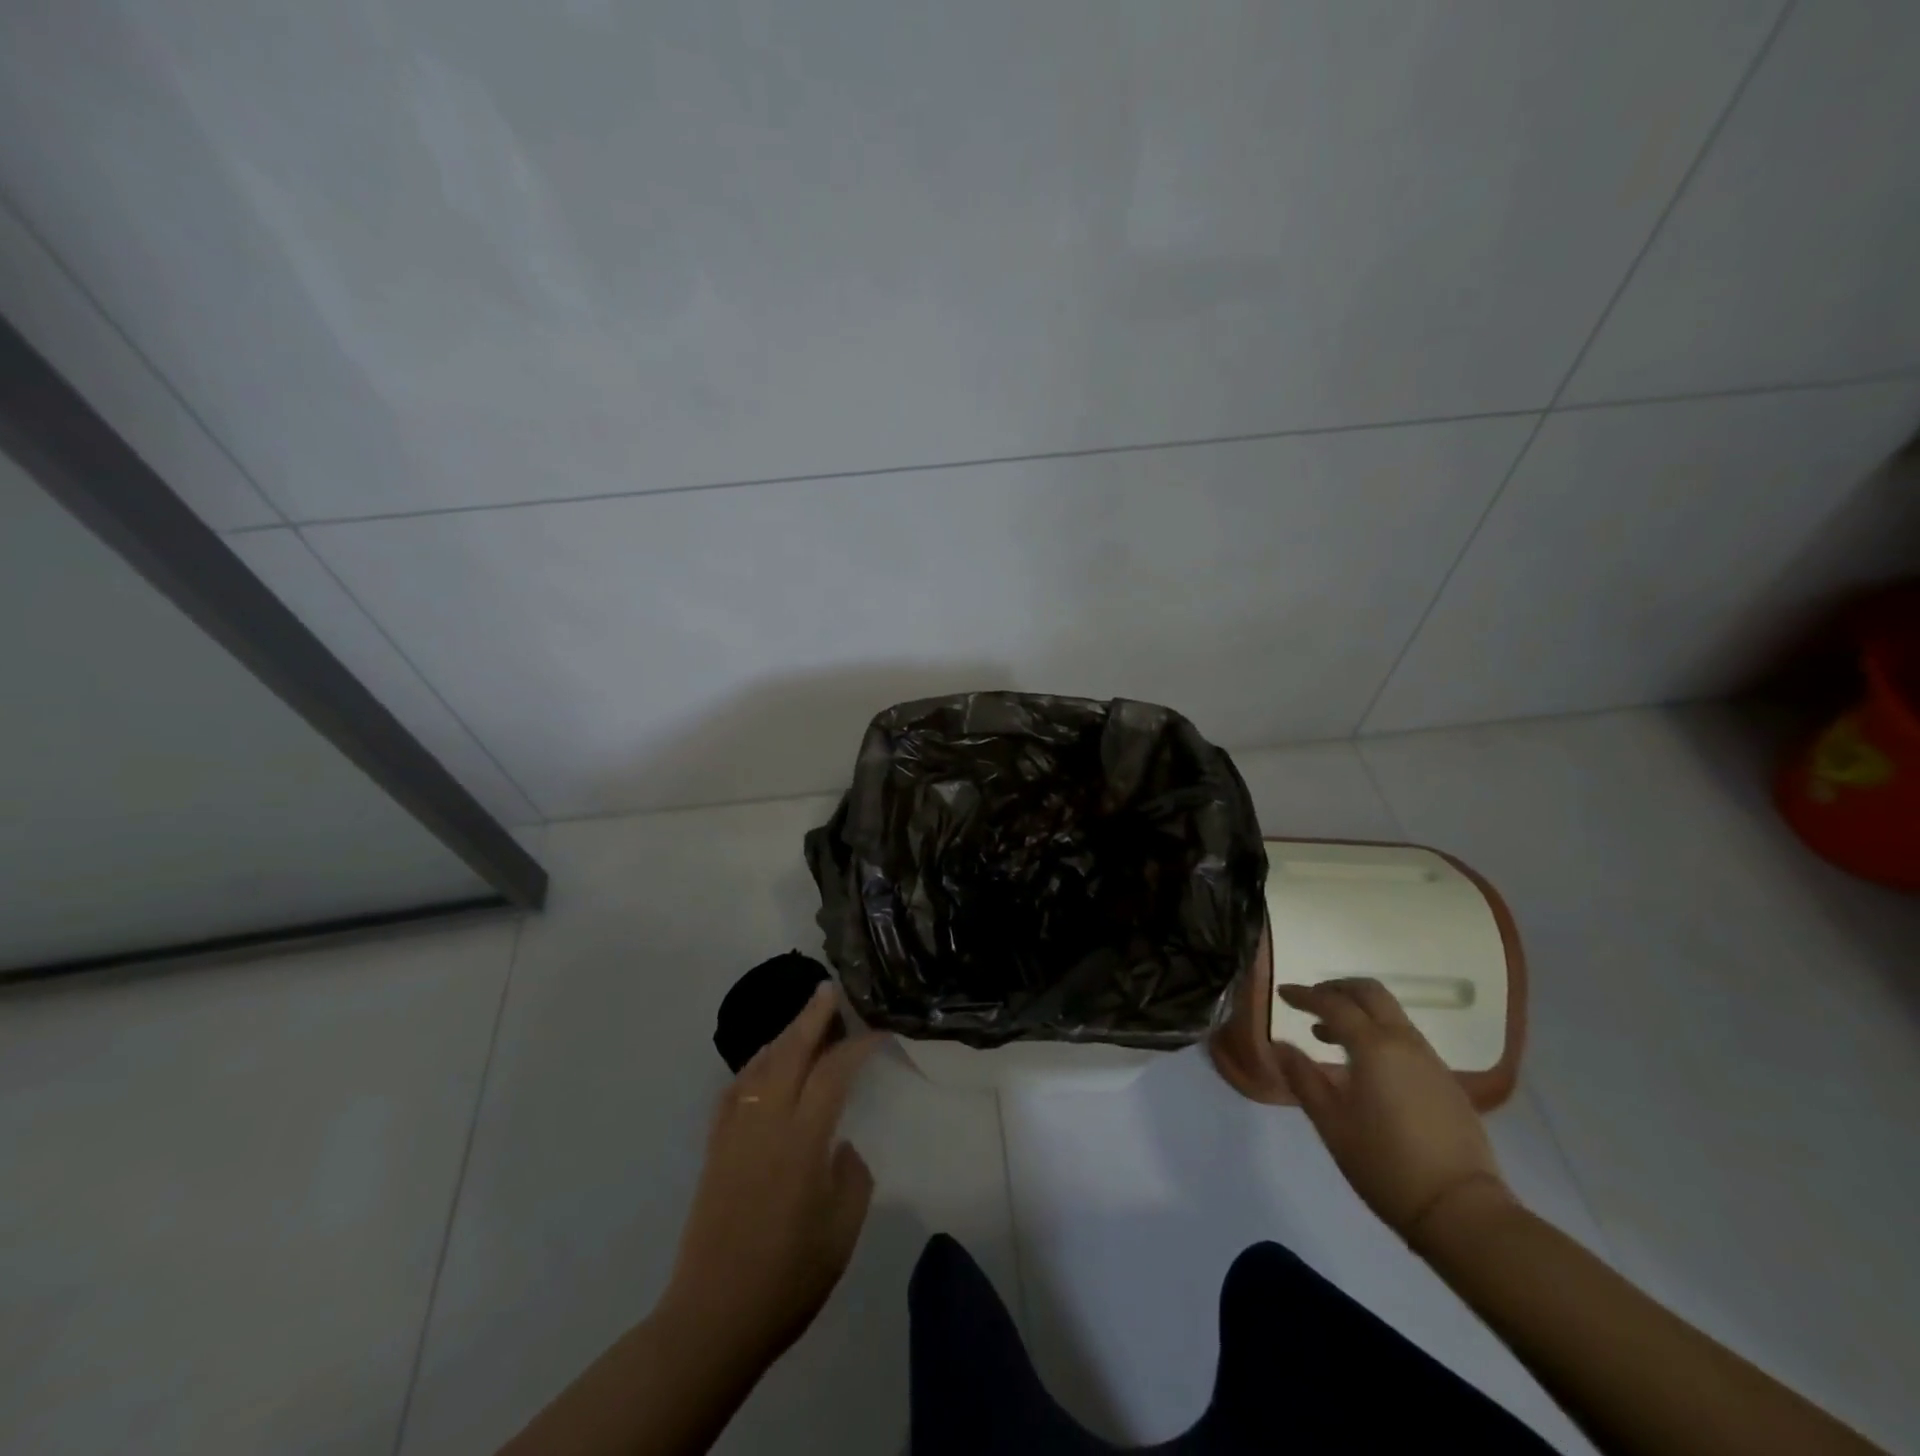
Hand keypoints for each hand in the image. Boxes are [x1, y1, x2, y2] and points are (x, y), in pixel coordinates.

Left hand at [661, 984, 881, 1366]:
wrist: (714, 1317)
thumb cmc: (789, 1278)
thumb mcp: (842, 1231)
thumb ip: (851, 1177)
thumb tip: (842, 1147)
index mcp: (803, 1141)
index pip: (833, 1073)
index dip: (857, 1046)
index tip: (877, 1032)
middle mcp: (767, 1123)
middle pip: (790, 1053)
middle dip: (811, 1017)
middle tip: (828, 990)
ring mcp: (736, 1133)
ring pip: (759, 1066)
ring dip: (782, 1036)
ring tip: (802, 1020)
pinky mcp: (715, 1148)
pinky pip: (735, 1090)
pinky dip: (753, 1067)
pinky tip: (763, 1066)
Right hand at [1273, 979, 1512, 1244]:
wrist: (1462, 1210)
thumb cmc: (1385, 1164)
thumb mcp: (1331, 1123)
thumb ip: (1303, 1078)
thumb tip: (1280, 1045)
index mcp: (1374, 1047)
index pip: (1333, 1004)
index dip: (1305, 995)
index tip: (1283, 993)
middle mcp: (1405, 1042)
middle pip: (1370, 993)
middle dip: (1338, 989)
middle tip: (1312, 1001)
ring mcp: (1431, 1060)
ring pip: (1391, 1013)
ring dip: (1359, 1011)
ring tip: (1331, 1034)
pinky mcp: (1445, 1081)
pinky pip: (1406, 1037)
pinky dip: (1379, 1032)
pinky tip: (1366, 1064)